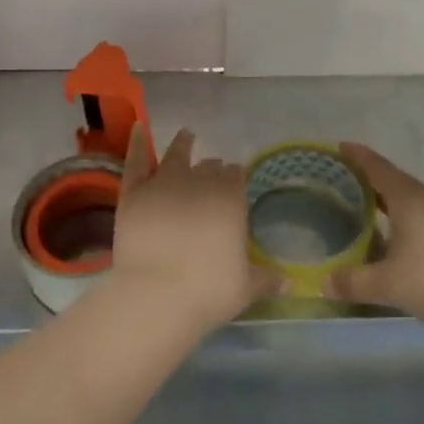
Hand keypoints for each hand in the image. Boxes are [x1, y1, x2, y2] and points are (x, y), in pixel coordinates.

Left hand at [110, 126, 279, 330]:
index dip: (235, 178)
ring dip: (183, 144)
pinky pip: (136, 159)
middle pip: (209, 166)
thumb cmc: (207, 291)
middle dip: (213, 168)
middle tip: (213, 172)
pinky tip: (140, 128)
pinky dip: (138, 142)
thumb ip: (266, 278)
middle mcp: (199, 182)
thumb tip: (289, 280)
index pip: (236, 176)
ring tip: (187, 136)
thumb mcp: (246, 288)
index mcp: (230, 198)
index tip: (235, 182)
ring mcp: (163, 183)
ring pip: (176, 155)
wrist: (155, 296)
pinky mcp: (134, 192)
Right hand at [328, 143, 423, 335]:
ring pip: (407, 197)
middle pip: (392, 179)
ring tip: (363, 204)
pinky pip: (419, 213)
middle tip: (342, 179)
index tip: (338, 147)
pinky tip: (393, 233)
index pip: (376, 167)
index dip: (356, 156)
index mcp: (406, 198)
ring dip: (386, 197)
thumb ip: (354, 282)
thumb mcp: (388, 284)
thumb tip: (324, 282)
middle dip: (367, 176)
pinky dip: (400, 215)